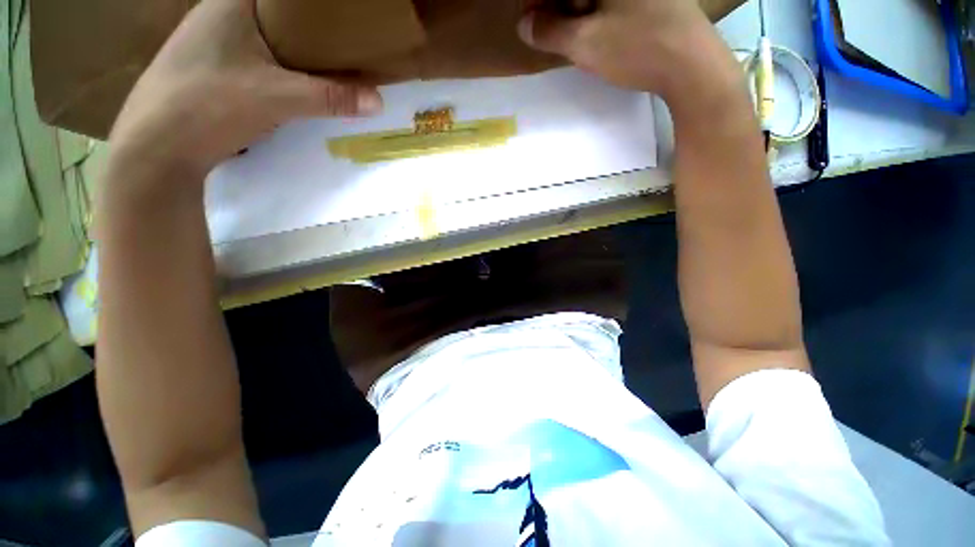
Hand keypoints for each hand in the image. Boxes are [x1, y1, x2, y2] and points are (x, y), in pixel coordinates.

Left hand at [108, 0, 382, 180]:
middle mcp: (218, 16)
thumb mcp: (279, 98)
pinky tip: (293, 82)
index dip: (315, 5)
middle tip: (342, 41)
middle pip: (275, 15)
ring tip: (326, 62)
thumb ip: (331, 97)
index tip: (342, 15)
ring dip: (293, 51)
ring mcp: (211, 45)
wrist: (156, 149)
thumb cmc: (210, 105)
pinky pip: (255, 61)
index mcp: (230, 3)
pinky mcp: (211, 71)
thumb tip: (378, 101)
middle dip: (309, 29)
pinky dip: (277, 68)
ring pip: (265, 40)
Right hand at [518, 0, 730, 100]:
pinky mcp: (653, 0)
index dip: (540, 3)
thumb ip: (550, 32)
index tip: (531, 22)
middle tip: (551, 31)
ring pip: (595, 1)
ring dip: (578, 13)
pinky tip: (601, 35)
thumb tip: (525, 25)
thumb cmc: (638, 49)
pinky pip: (614, 6)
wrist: (691, 65)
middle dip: (560, 8)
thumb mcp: (586, 43)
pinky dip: (598, 15)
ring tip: (575, 38)